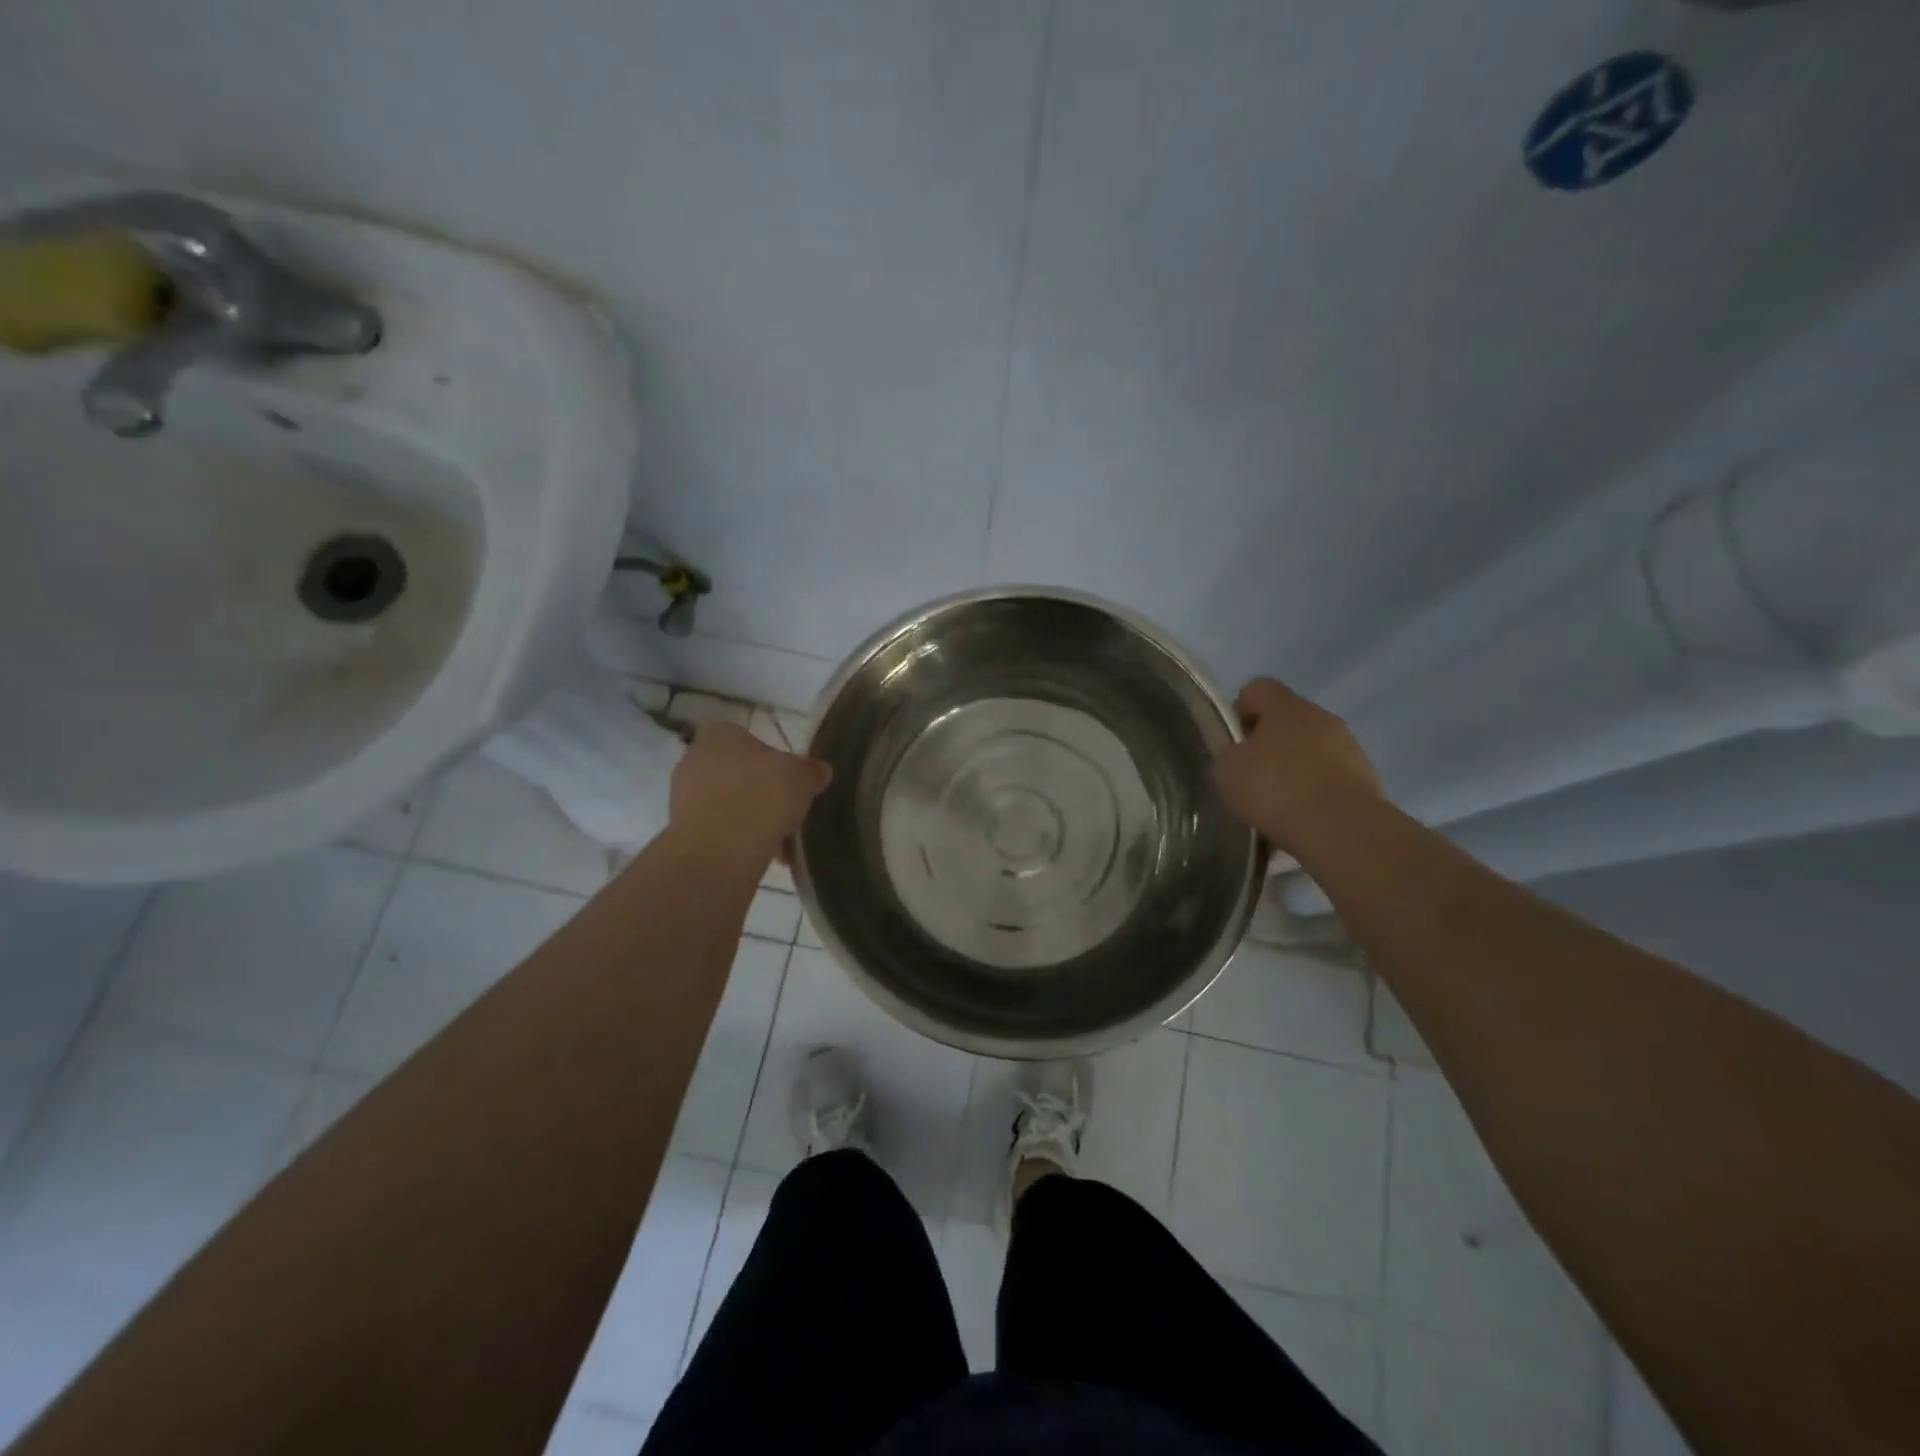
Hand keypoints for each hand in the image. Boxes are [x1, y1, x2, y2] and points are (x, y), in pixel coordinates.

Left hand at [669, 721, 831, 862]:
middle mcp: (694, 759)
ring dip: (751, 818)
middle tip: (787, 809)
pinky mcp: (682, 830)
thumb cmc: (762, 796)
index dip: (770, 758)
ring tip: (781, 840)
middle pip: (737, 772)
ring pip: (728, 803)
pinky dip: (739, 840)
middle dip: (760, 791)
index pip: (746, 737)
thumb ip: (812, 770)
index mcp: (719, 734)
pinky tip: (766, 855)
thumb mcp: (803, 777)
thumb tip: (819, 771)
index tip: (788, 780)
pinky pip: (719, 830)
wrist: (721, 850)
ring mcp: (683, 796)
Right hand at [1212, 678, 1384, 853]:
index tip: (1232, 741)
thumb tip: (1240, 757)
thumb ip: (1229, 755)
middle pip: (1287, 720)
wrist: (1343, 831)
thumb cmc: (1277, 790)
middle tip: (1250, 776)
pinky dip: (1313, 793)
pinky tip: (1300, 819)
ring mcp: (1349, 748)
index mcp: (1287, 707)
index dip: (1239, 709)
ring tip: (1276, 805)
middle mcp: (1322, 718)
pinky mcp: (1366, 780)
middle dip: (1267, 745)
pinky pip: (1329, 778)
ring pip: (1310, 751)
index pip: (1258, 688)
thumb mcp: (1227, 771)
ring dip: (1293, 770)